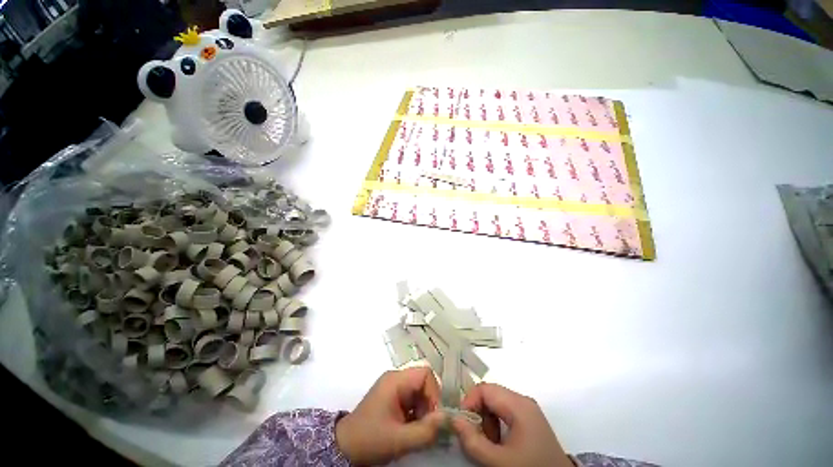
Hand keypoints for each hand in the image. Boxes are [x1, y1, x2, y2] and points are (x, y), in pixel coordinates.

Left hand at [336, 367, 445, 464]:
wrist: (344, 448)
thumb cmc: (370, 440)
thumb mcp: (399, 440)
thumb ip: (425, 431)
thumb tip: (447, 418)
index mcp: (396, 380)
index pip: (425, 374)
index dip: (435, 392)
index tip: (435, 416)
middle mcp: (396, 378)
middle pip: (424, 382)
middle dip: (430, 404)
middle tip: (427, 426)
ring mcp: (394, 387)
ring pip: (420, 392)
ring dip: (424, 411)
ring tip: (418, 430)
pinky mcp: (393, 397)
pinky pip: (412, 399)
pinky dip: (416, 413)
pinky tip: (411, 429)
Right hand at [451, 383, 572, 466]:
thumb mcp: (499, 461)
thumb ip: (473, 441)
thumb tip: (453, 420)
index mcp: (518, 404)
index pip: (485, 389)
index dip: (469, 401)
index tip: (461, 423)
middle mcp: (523, 401)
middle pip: (490, 394)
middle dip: (477, 413)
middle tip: (473, 435)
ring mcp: (528, 410)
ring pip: (496, 403)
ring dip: (486, 420)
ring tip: (488, 443)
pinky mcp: (530, 420)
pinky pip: (506, 413)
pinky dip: (496, 425)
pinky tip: (499, 443)